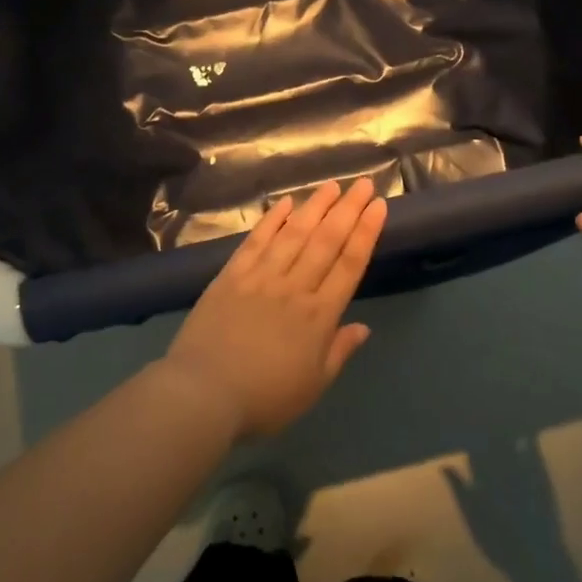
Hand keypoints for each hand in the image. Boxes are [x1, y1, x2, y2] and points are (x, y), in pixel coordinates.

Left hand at [164, 177, 386, 440]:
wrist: (204, 393)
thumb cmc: (264, 398)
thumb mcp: (313, 385)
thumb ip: (339, 351)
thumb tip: (363, 326)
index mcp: (319, 315)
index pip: (349, 264)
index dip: (366, 232)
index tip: (378, 206)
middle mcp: (294, 287)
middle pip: (326, 241)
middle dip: (347, 210)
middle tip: (362, 183)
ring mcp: (261, 277)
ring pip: (294, 234)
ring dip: (315, 207)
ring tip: (331, 186)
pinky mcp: (232, 275)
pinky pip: (256, 241)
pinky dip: (272, 220)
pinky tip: (285, 203)